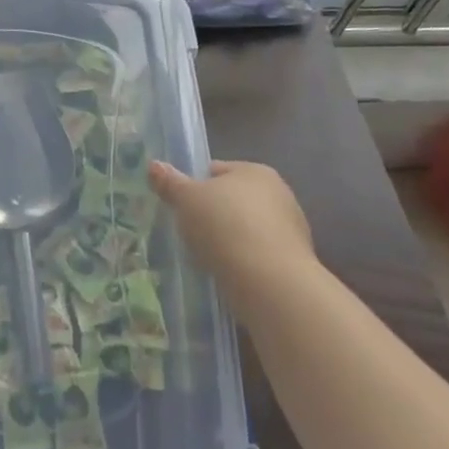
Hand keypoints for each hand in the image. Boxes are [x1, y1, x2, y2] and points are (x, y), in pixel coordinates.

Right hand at [149, 159, 318, 318]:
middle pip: (234, 200)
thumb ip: (170, 182)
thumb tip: (154, 165)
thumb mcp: (187, 200)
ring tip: (207, 258)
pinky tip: (228, 275)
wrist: (271, 284)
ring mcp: (291, 229)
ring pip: (247, 229)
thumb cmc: (225, 227)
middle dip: (214, 214)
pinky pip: (258, 255)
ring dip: (230, 240)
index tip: (181, 207)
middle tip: (191, 232)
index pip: (217, 171)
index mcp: (255, 171)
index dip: (196, 186)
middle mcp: (279, 194)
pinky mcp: (294, 262)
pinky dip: (244, 262)